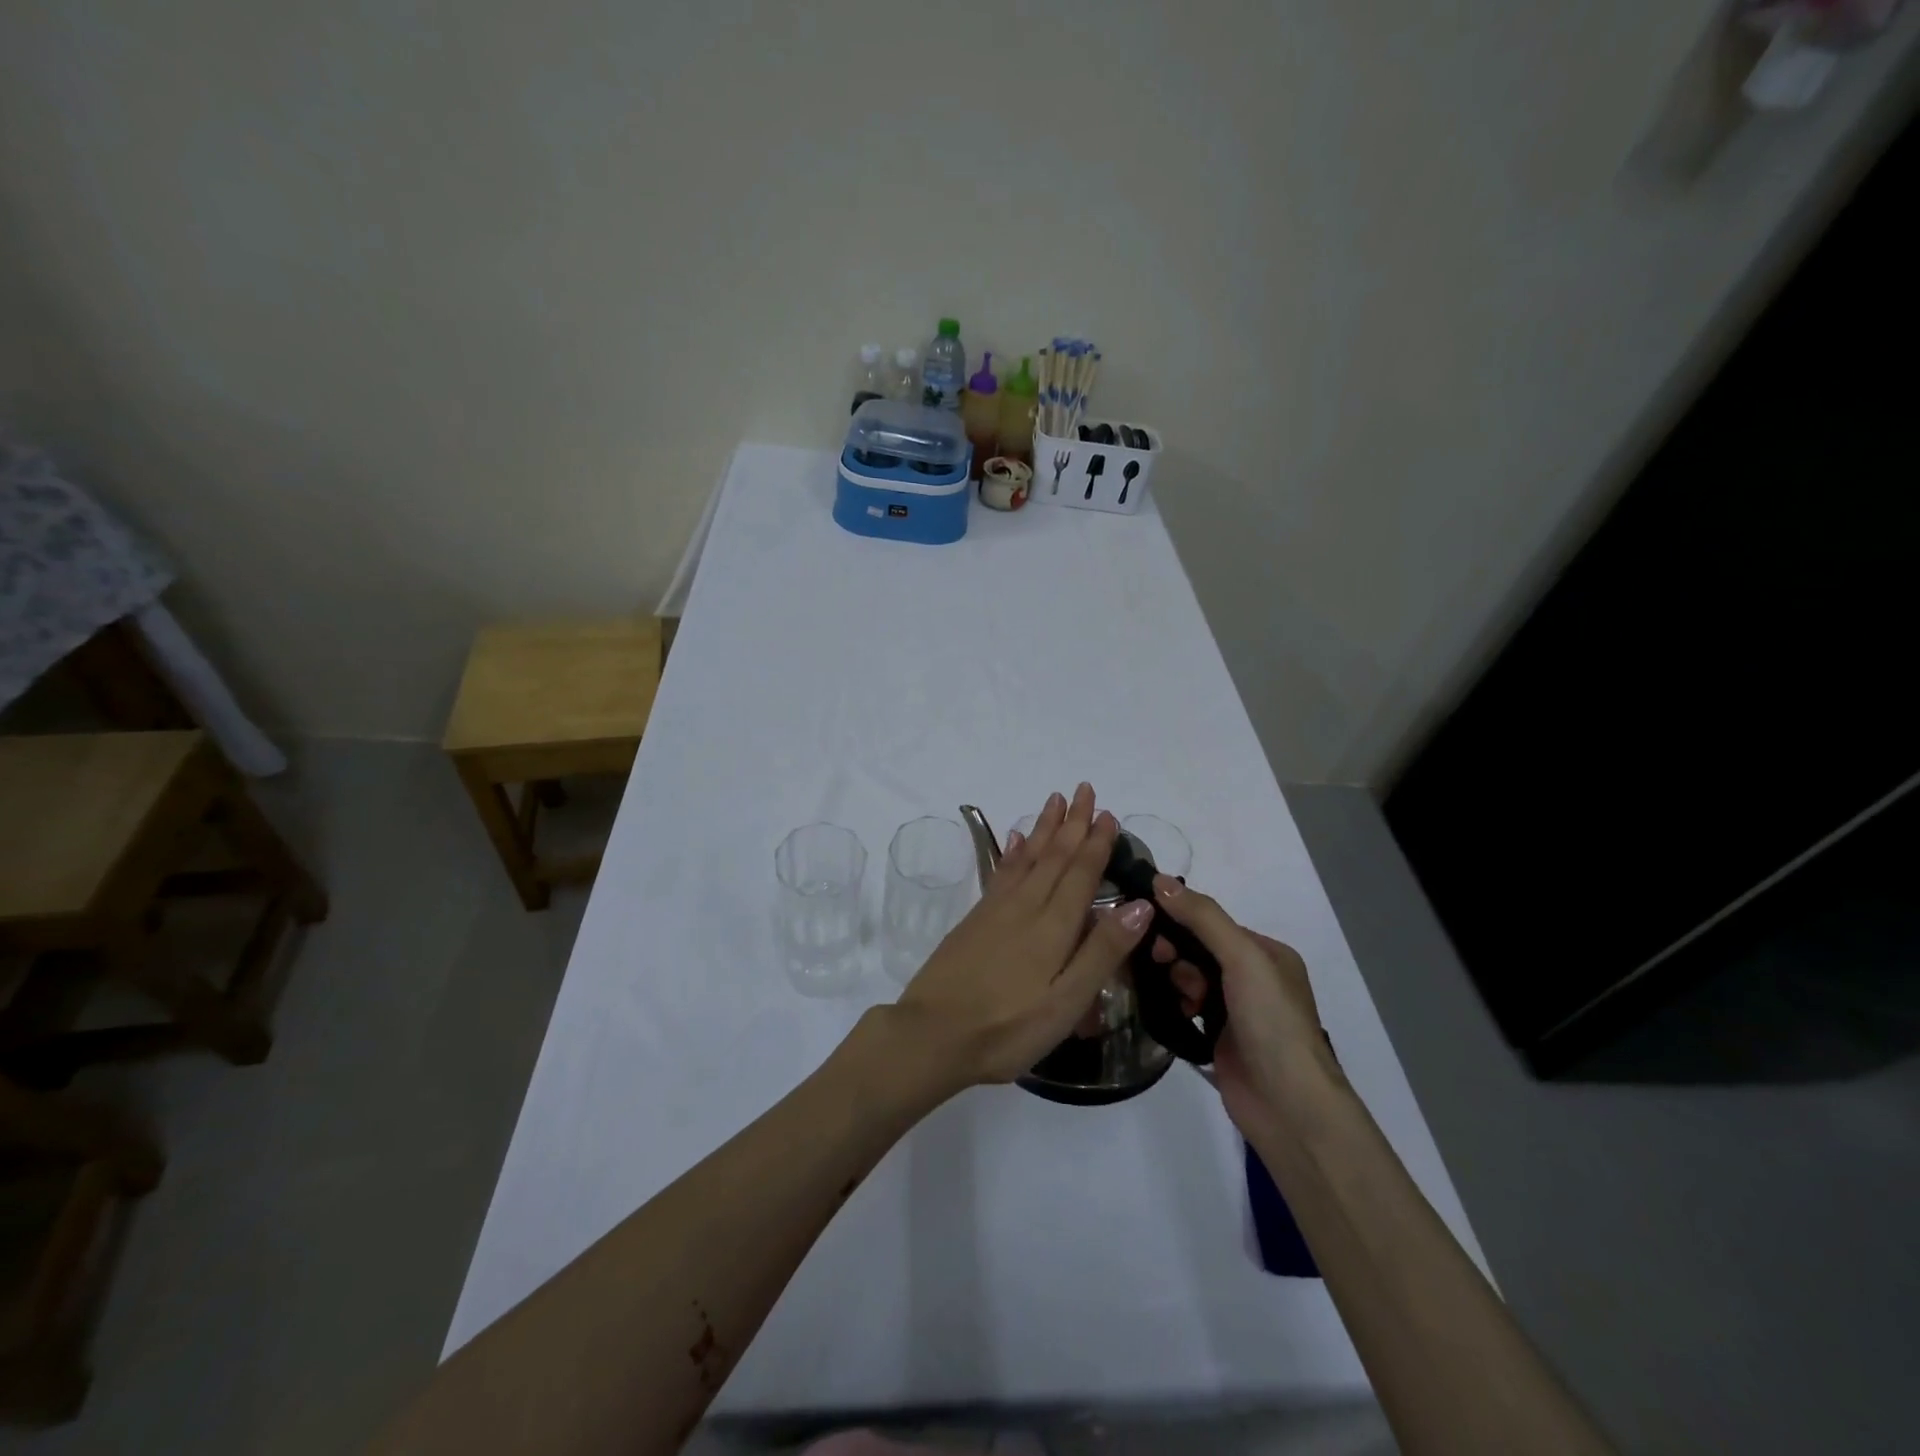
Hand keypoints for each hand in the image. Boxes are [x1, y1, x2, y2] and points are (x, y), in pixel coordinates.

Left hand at [891, 784, 1153, 1088]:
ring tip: (1055, 799)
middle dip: (1072, 822)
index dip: (1097, 843)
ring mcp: (997, 909)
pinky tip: (1017, 838)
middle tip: (1084, 789)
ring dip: (1045, 827)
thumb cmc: (1008, 1028)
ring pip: (1028, 857)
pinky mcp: (976, 919)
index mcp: (1054, 926)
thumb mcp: (1066, 1002)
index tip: (1108, 813)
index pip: (1081, 873)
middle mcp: (1026, 907)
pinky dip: (1014, 851)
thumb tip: (1140, 905)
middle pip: (1055, 856)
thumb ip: (1102, 952)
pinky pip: (1002, 871)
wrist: (932, 1034)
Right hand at [1149, 876, 1340, 1141]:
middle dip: (1176, 953)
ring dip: (1174, 980)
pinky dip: (1173, 1004)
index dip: (1181, 919)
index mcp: (1267, 954)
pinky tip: (1166, 1009)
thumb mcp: (1242, 958)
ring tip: (1176, 996)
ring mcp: (1235, 1011)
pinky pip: (1185, 1008)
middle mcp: (1253, 979)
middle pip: (1198, 950)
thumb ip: (1203, 918)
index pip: (1213, 923)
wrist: (1288, 1106)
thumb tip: (1159, 879)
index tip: (1149, 923)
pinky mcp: (1218, 1039)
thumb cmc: (1272, 1022)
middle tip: (1159, 962)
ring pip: (1189, 979)